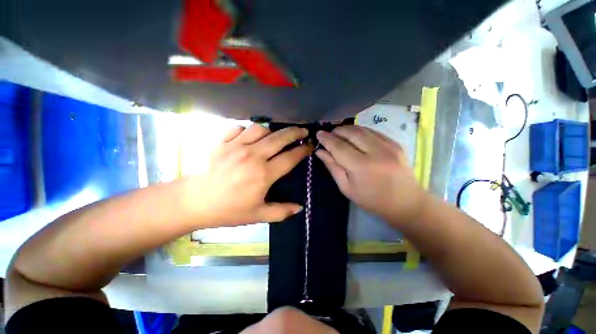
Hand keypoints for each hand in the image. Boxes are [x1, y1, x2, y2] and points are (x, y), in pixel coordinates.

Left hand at [191, 124, 311, 226]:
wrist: (194, 202)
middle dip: (295, 133)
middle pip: (280, 138)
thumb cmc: (228, 210)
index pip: (290, 157)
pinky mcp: (222, 142)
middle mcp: (253, 156)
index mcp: (264, 174)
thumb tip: (300, 208)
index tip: (310, 146)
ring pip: (260, 128)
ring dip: (271, 131)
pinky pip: (239, 128)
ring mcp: (236, 146)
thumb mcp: (257, 215)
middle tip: (302, 132)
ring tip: (274, 137)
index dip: (303, 150)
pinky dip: (247, 130)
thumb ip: (281, 211)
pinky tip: (248, 138)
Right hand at [315, 125, 427, 224]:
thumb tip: (320, 152)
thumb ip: (333, 167)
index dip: (327, 139)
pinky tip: (355, 135)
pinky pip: (373, 131)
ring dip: (348, 129)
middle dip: (337, 131)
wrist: (406, 202)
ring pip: (362, 129)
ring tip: (340, 133)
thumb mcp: (347, 188)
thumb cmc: (372, 200)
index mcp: (361, 166)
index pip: (339, 146)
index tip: (318, 134)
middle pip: (351, 133)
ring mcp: (388, 145)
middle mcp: (376, 152)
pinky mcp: (396, 143)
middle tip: (329, 134)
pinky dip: (361, 131)